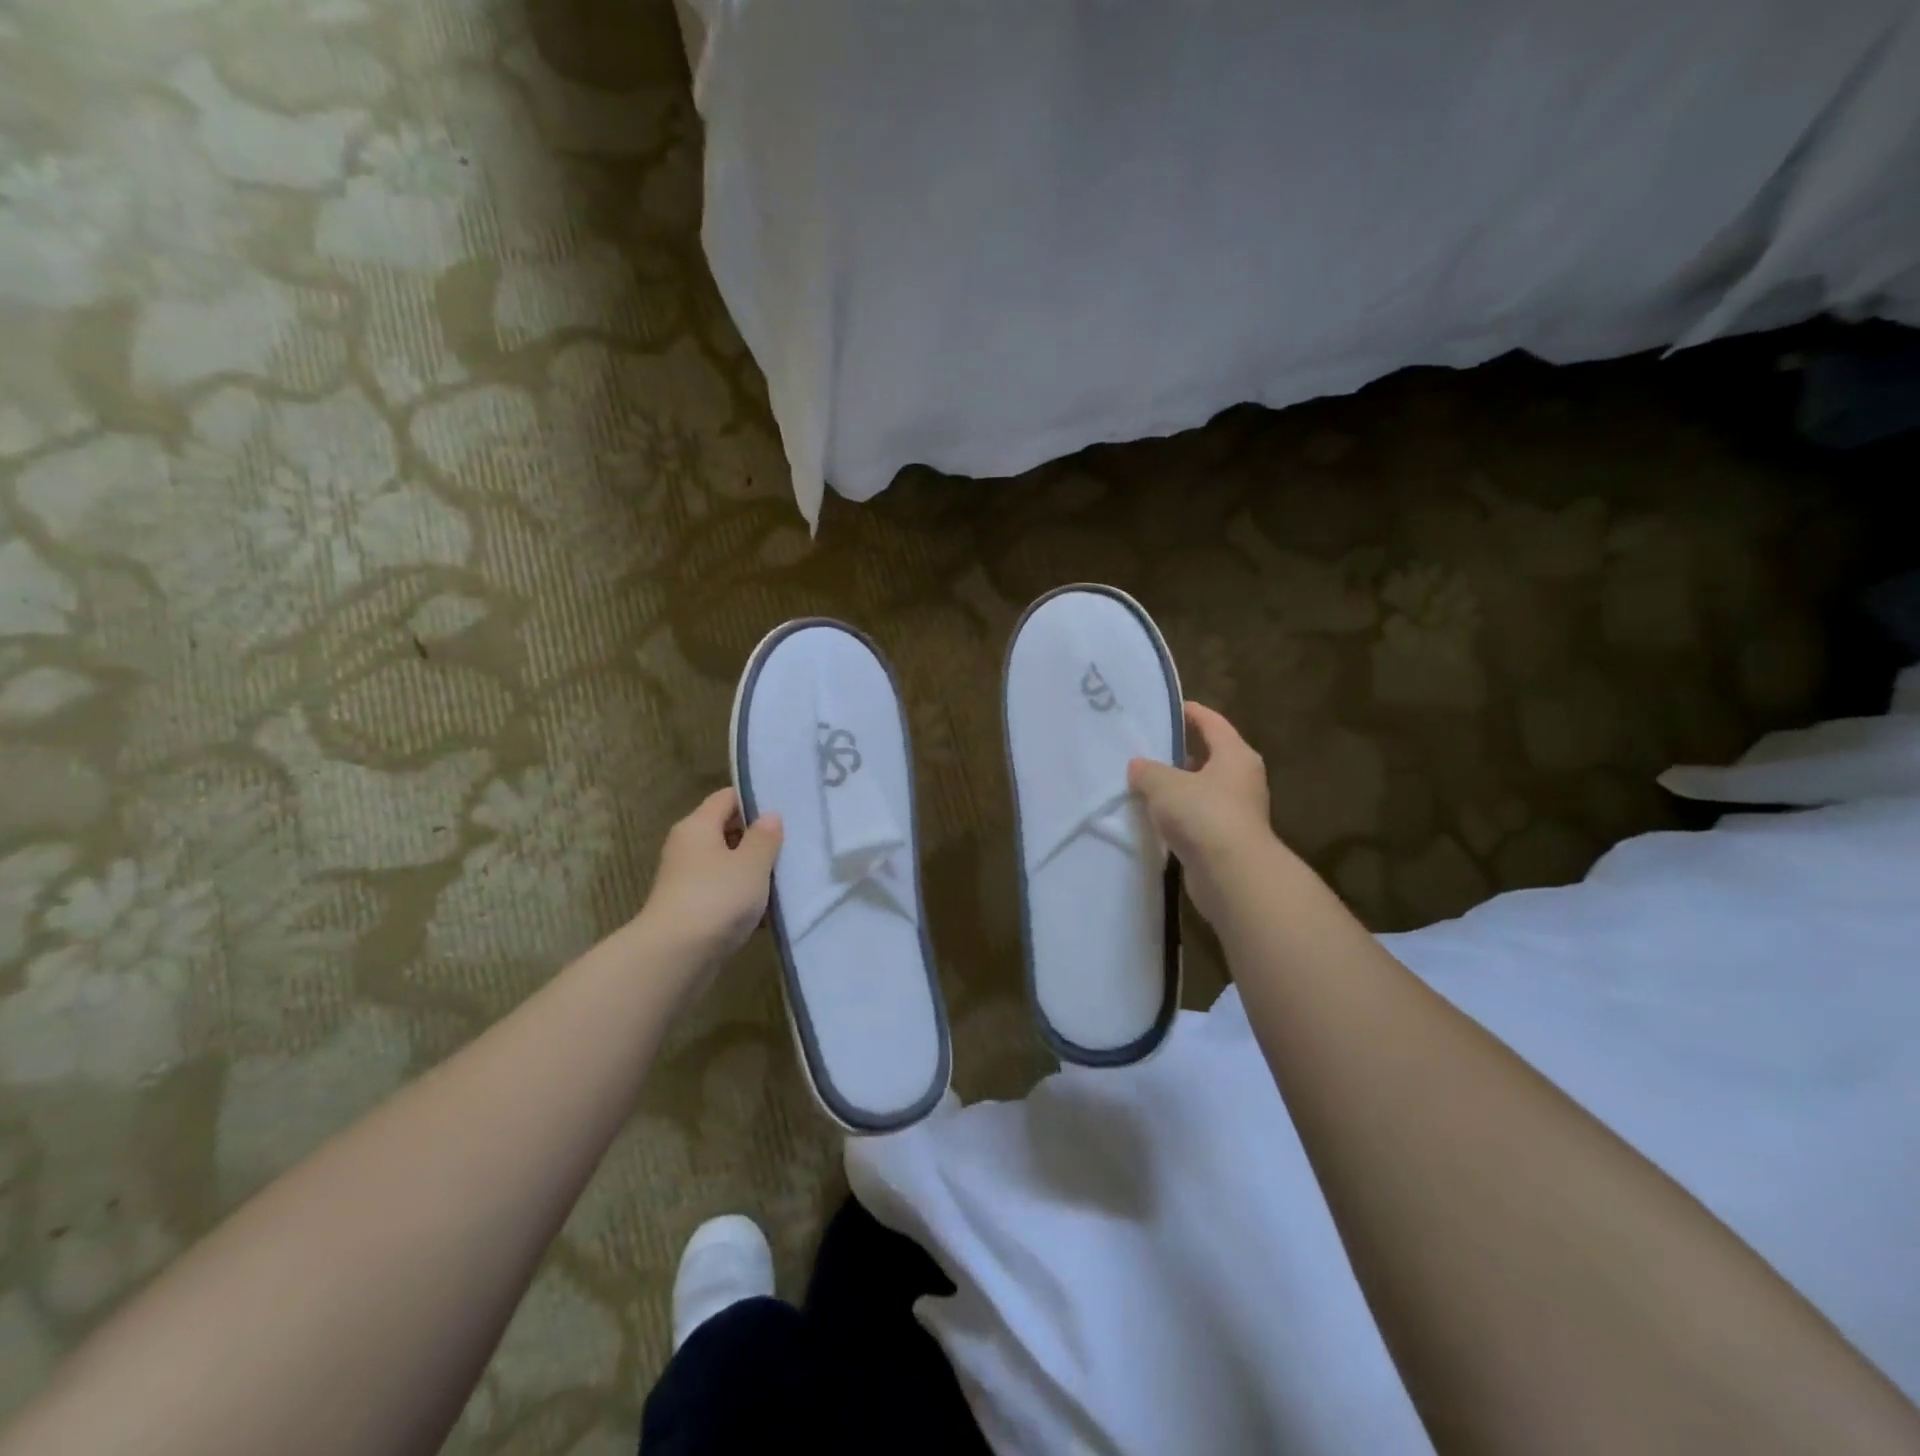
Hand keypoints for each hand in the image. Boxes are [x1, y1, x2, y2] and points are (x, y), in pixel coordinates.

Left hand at [637, 788, 782, 972]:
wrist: (675, 957)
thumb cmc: (717, 897)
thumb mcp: (751, 863)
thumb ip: (764, 837)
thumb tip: (769, 816)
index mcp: (698, 826)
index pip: (727, 797)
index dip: (755, 800)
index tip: (785, 810)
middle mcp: (687, 848)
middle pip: (726, 831)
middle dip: (758, 839)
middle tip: (791, 846)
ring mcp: (686, 881)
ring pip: (726, 865)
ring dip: (753, 872)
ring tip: (786, 879)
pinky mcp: (690, 910)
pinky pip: (722, 894)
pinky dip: (742, 900)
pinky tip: (768, 913)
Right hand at [1129, 702, 1276, 924]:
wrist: (1232, 874)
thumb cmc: (1203, 815)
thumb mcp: (1165, 784)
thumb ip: (1148, 771)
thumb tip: (1138, 766)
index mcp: (1235, 755)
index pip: (1212, 722)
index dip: (1190, 712)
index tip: (1167, 707)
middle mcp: (1242, 778)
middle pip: (1209, 756)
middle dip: (1179, 752)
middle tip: (1147, 748)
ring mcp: (1237, 811)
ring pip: (1202, 789)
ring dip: (1177, 787)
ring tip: (1143, 783)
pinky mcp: (1227, 839)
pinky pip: (1198, 817)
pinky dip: (1179, 815)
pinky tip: (1154, 817)